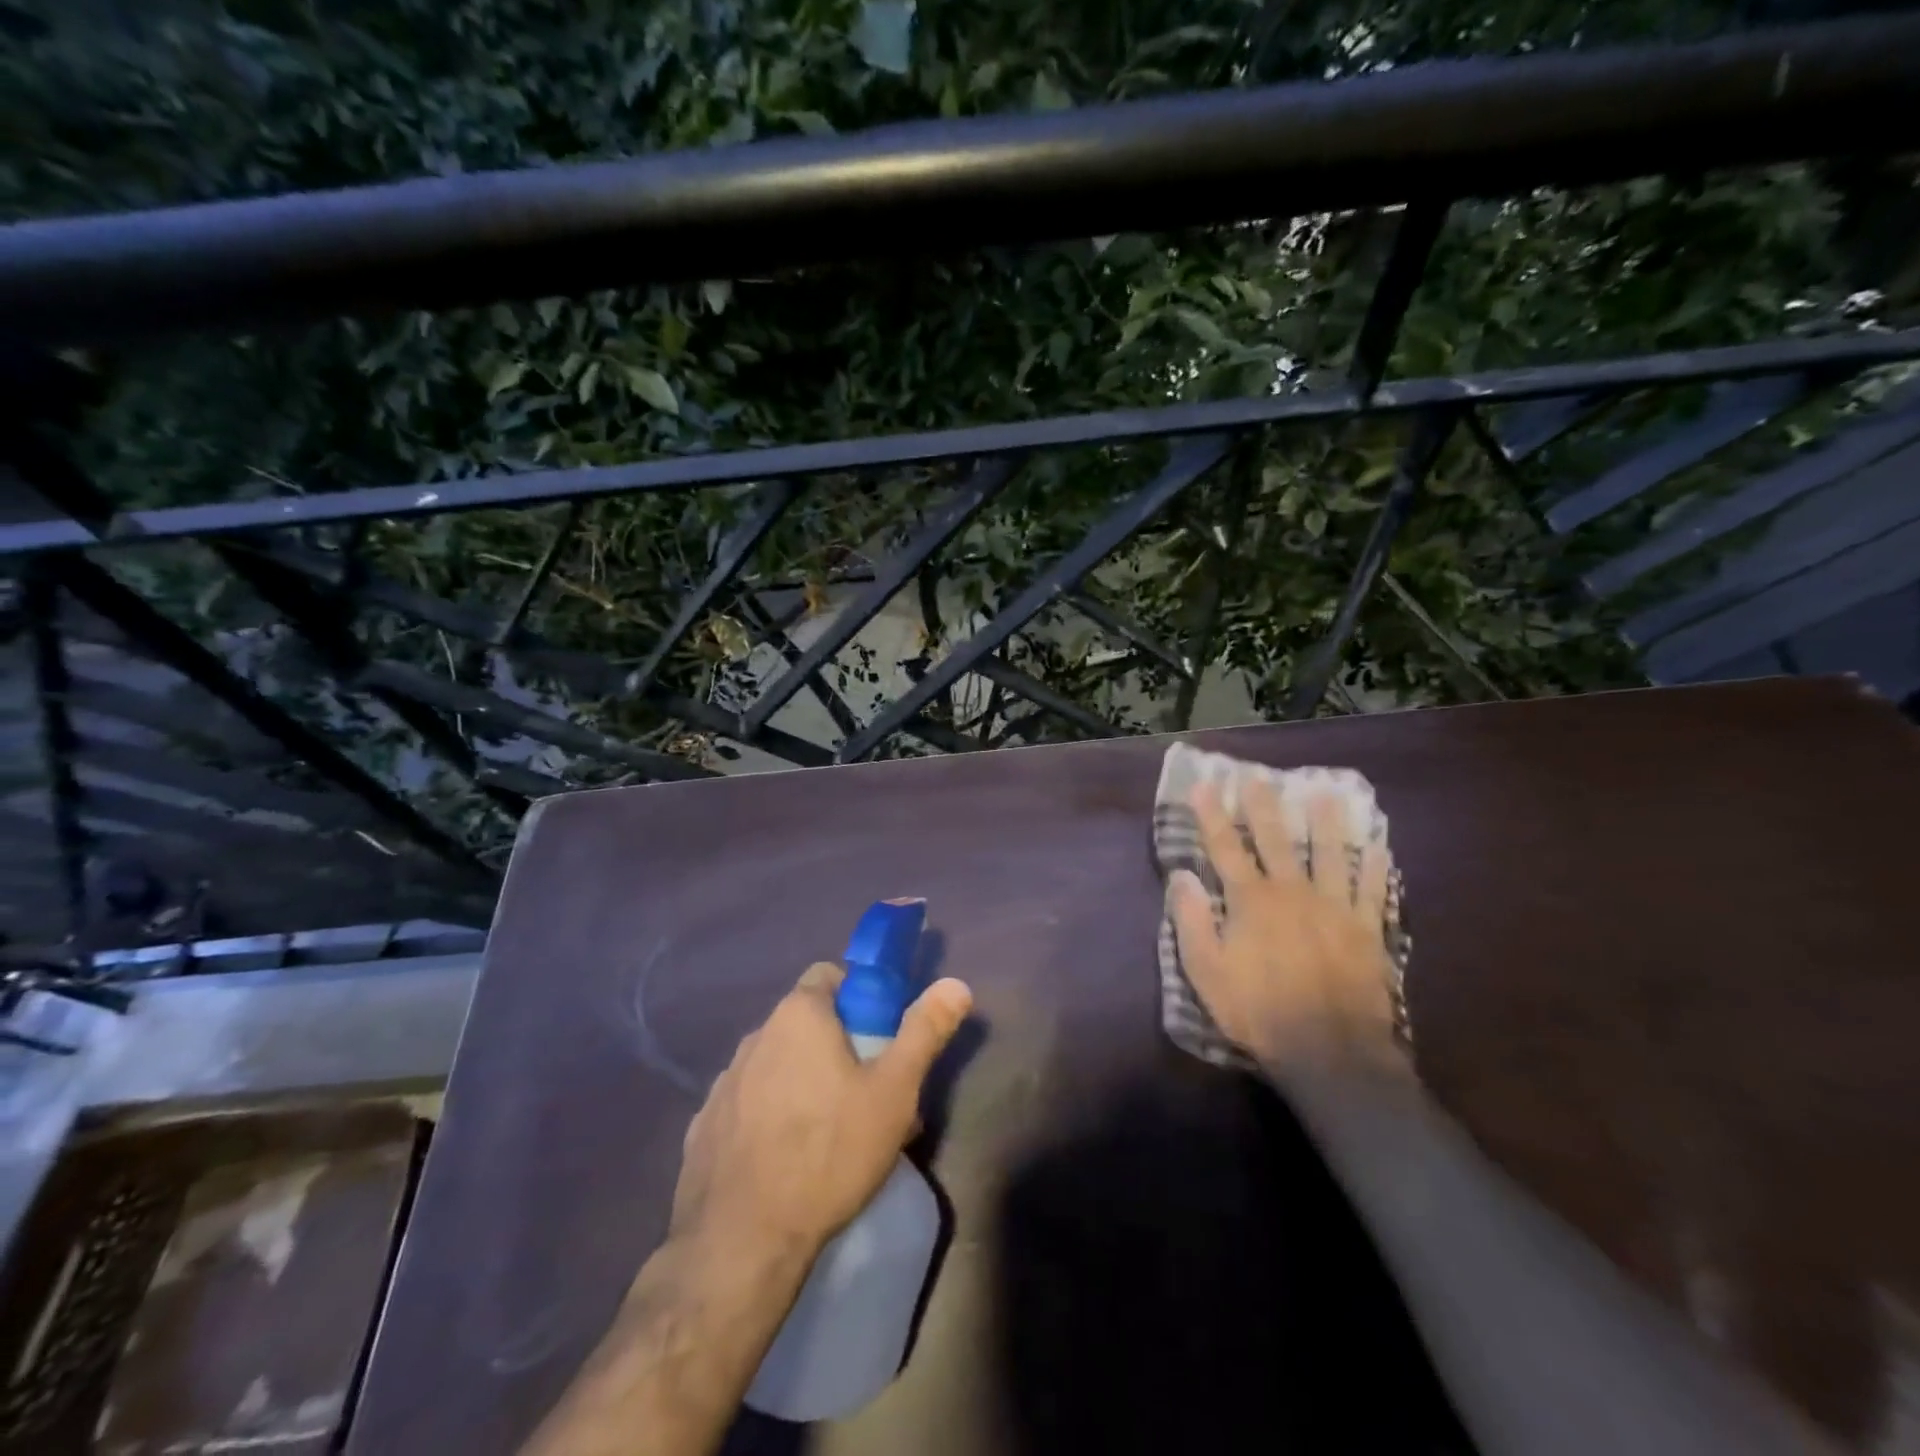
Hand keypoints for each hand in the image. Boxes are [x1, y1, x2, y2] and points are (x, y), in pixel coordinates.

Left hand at [670, 963, 972, 1263]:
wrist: (742, 1242)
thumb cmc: (830, 1152)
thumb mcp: (894, 1092)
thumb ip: (924, 1032)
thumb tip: (956, 984)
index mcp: (798, 1015)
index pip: (828, 975)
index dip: (859, 996)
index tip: (880, 1034)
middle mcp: (756, 1035)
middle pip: (805, 1022)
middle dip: (837, 1044)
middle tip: (867, 1091)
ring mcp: (724, 1081)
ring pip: (776, 1063)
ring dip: (802, 1079)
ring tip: (831, 1131)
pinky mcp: (704, 1126)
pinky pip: (747, 1103)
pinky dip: (769, 1115)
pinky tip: (786, 1157)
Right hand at [1167, 778, 1404, 1080]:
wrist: (1329, 1051)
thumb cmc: (1257, 1011)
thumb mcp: (1206, 972)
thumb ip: (1190, 921)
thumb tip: (1181, 876)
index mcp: (1251, 900)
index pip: (1225, 848)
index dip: (1212, 815)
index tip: (1205, 786)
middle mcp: (1292, 891)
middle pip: (1275, 839)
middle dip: (1263, 806)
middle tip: (1259, 777)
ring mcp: (1334, 908)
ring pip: (1330, 854)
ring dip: (1326, 822)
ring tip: (1326, 793)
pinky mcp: (1366, 930)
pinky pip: (1373, 891)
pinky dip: (1375, 867)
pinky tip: (1379, 847)